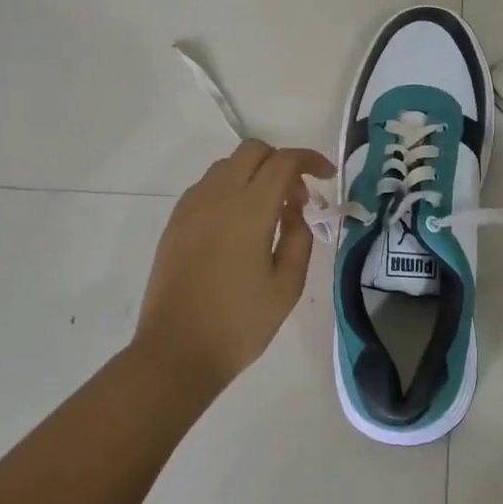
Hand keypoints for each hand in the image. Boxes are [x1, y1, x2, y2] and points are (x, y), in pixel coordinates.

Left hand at [135, 140, 333, 392]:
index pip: (283, 162)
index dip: (310, 161)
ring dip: (253, 174)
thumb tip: (294, 209)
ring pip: (227, 165)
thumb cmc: (239, 323)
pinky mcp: (175, 222)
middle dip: (281, 162)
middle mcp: (217, 196)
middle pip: (252, 151)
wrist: (176, 352)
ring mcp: (191, 207)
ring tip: (268, 212)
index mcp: (249, 209)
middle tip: (296, 198)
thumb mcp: (287, 285)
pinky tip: (238, 225)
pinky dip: (230, 189)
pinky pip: (207, 186)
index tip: (327, 176)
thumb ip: (299, 237)